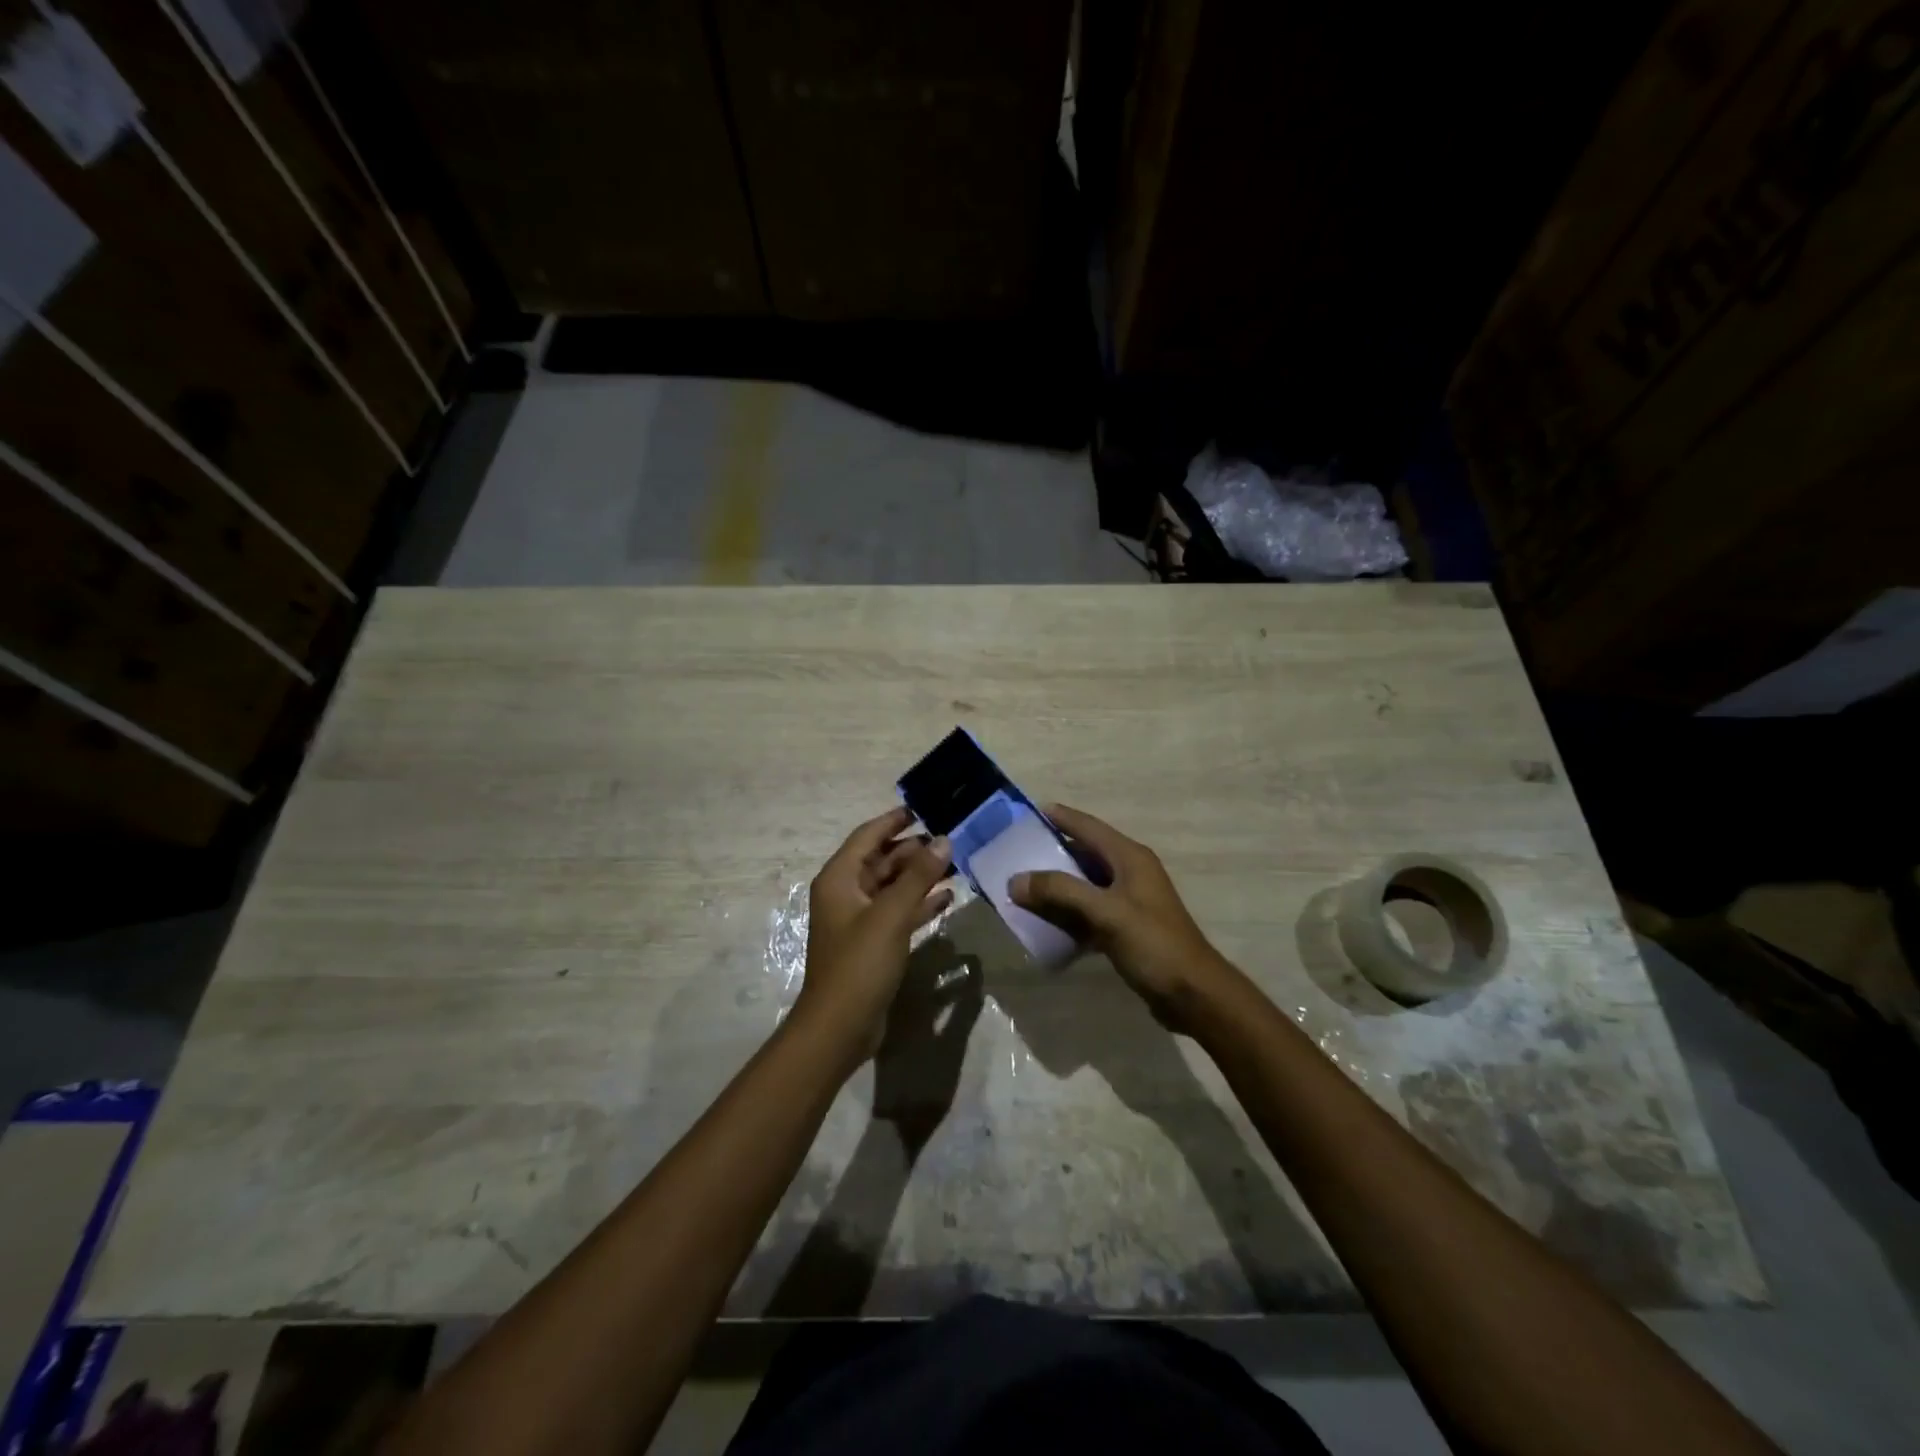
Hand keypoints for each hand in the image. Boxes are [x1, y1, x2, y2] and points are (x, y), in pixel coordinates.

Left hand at [795, 807, 953, 1067]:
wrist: (840, 1027)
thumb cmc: (859, 963)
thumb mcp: (891, 915)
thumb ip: (918, 876)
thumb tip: (944, 840)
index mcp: (839, 879)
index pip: (867, 836)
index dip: (894, 821)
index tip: (923, 808)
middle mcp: (846, 894)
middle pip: (881, 860)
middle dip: (913, 850)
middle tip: (950, 838)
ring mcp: (859, 920)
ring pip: (892, 887)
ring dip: (919, 876)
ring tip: (955, 864)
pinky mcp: (872, 944)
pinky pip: (898, 912)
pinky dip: (919, 904)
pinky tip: (947, 900)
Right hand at [1010, 803, 1243, 1029]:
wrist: (1193, 994)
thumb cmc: (1153, 944)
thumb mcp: (1105, 913)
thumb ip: (1060, 892)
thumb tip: (1016, 880)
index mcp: (1129, 858)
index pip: (1088, 827)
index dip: (1060, 817)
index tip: (1028, 812)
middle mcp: (1130, 872)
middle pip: (1084, 854)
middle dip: (1051, 853)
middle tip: (1015, 854)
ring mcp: (1129, 901)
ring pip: (1084, 884)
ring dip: (1057, 886)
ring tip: (1022, 887)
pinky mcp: (1126, 927)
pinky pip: (1089, 911)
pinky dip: (1068, 913)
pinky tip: (1045, 922)